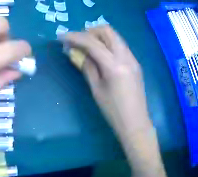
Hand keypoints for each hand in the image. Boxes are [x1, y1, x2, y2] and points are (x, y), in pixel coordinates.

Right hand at [58, 25, 151, 140]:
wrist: (136, 125)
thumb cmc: (114, 112)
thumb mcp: (97, 90)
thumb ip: (86, 66)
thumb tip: (74, 52)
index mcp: (114, 66)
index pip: (91, 42)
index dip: (74, 37)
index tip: (61, 37)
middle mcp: (125, 57)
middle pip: (106, 30)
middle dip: (90, 31)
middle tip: (80, 42)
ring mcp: (132, 58)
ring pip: (114, 35)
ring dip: (100, 36)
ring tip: (90, 48)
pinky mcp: (135, 63)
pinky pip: (120, 45)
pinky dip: (108, 44)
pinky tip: (104, 56)